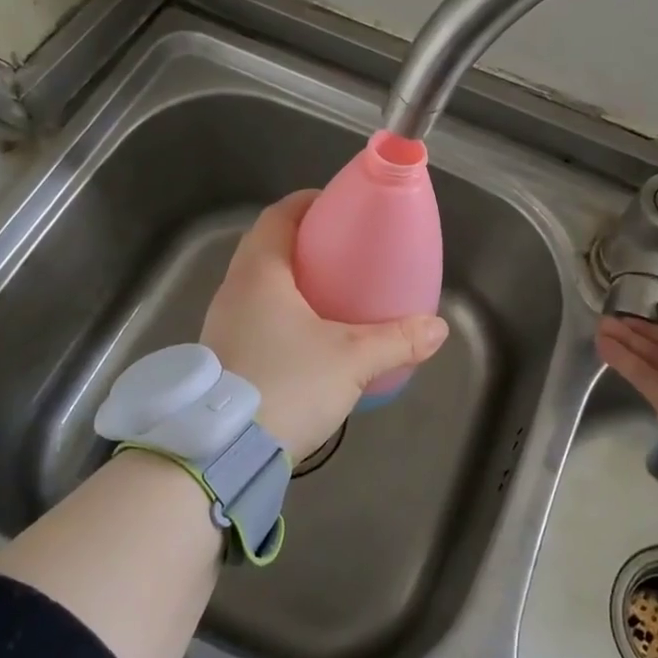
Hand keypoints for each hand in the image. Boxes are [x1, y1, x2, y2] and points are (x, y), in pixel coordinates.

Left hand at [201, 191, 449, 457]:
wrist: (220, 454)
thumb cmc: (285, 385)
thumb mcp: (351, 360)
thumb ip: (396, 340)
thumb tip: (437, 328)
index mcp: (259, 273)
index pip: (278, 216)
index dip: (307, 203)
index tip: (336, 206)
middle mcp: (233, 291)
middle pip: (267, 247)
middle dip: (305, 242)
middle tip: (343, 250)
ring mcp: (221, 325)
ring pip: (258, 284)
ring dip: (291, 280)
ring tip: (331, 293)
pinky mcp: (222, 357)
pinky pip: (253, 315)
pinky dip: (280, 312)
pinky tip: (308, 338)